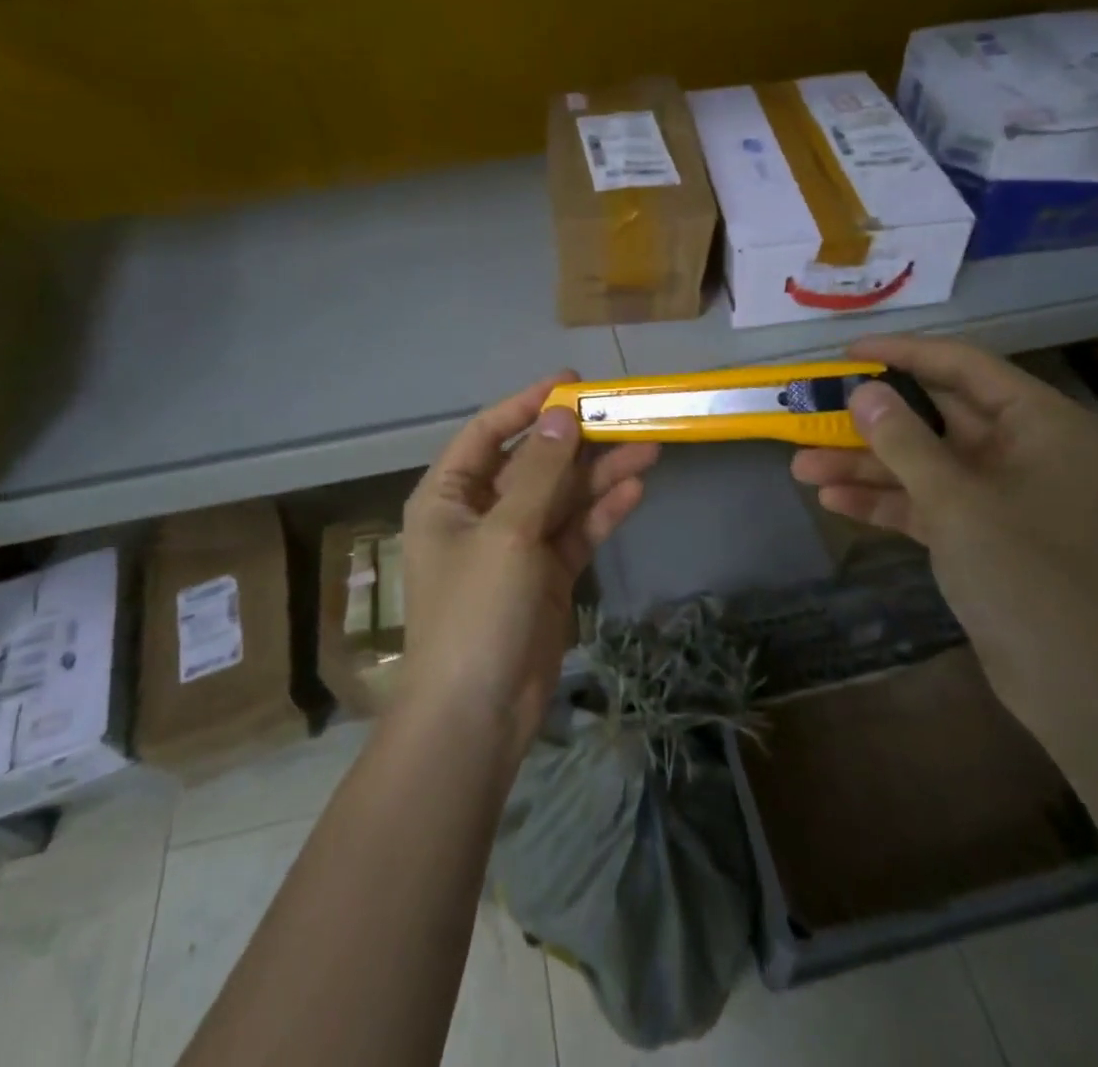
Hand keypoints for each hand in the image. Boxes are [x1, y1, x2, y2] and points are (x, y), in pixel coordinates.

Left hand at [400, 372, 657, 755]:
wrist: (478, 714)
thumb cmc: (475, 611)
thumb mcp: (506, 533)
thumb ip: (537, 472)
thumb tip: (561, 416)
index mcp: (449, 496)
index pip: (488, 432)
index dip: (527, 403)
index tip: (572, 383)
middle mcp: (480, 513)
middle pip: (533, 463)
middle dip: (578, 442)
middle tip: (626, 414)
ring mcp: (515, 545)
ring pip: (561, 497)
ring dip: (600, 474)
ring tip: (648, 448)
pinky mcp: (545, 575)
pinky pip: (575, 532)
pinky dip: (602, 513)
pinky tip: (635, 491)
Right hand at [791, 335, 1097, 724]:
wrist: (1078, 685)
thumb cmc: (1027, 574)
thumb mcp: (955, 499)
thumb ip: (902, 440)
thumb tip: (861, 390)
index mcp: (1038, 422)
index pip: (961, 366)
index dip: (900, 354)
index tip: (844, 354)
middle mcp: (1022, 448)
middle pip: (934, 417)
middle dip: (870, 421)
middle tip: (813, 412)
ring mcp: (1001, 492)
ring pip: (923, 462)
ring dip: (866, 466)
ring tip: (802, 467)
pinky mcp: (983, 532)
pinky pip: (927, 501)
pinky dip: (885, 501)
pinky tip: (833, 502)